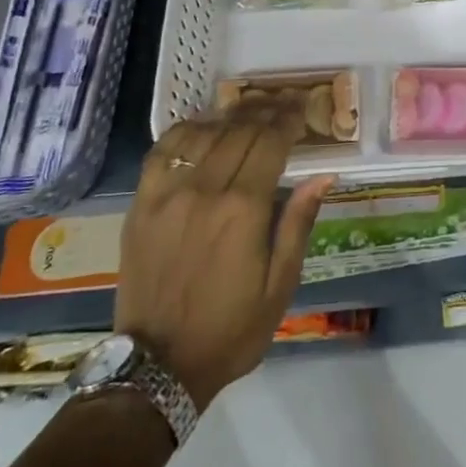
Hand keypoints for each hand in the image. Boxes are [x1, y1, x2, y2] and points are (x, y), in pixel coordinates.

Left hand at [115, 97, 334, 410]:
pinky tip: (203, 127)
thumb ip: (298, 223)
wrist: (158, 366)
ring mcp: (168, 194)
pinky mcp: (142, 204)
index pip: (270, 143)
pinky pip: (164, 151)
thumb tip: (324, 175)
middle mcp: (205, 190)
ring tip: (250, 109)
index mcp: (244, 209)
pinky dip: (186, 131)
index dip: (288, 119)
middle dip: (266, 110)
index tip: (301, 105)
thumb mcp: (280, 285)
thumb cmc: (231, 329)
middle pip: (240, 131)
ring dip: (231, 116)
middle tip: (283, 100)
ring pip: (204, 134)